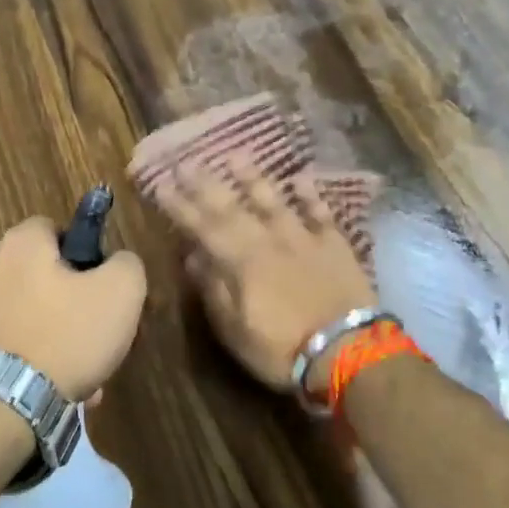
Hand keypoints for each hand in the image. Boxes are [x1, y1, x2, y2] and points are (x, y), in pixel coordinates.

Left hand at [0, 216, 146, 402]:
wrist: (0, 405)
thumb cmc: (64, 337)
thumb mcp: (121, 292)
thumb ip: (127, 264)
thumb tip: (117, 263)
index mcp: (20, 242)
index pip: (58, 228)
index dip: (87, 253)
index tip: (105, 287)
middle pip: (46, 275)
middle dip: (76, 304)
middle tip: (100, 334)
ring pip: (34, 314)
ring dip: (61, 339)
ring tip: (86, 374)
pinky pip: (15, 343)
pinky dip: (37, 360)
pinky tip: (60, 390)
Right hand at [151, 164, 374, 395]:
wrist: (347, 352)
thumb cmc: (281, 349)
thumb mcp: (234, 330)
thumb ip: (213, 289)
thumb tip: (192, 257)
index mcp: (240, 262)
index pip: (202, 227)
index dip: (180, 205)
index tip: (161, 184)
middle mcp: (268, 241)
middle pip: (233, 207)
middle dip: (207, 184)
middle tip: (188, 161)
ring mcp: (304, 240)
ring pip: (274, 201)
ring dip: (253, 178)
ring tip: (236, 155)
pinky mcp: (335, 246)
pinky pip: (321, 213)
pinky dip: (310, 195)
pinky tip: (301, 177)